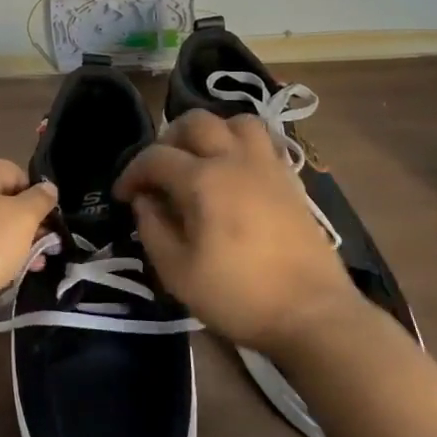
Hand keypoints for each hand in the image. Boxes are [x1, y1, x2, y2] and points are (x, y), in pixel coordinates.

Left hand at [0, 161, 57, 337]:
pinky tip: (9, 279)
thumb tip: (48, 187)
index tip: (50, 213)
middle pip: (0, 202)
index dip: (33, 188)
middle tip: (48, 243)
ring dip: (15, 246)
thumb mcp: (23, 217)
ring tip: (36, 265)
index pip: (10, 170)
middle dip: (27, 222)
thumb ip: (40, 200)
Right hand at [115, 110, 357, 352]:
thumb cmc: (239, 296)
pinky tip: (235, 174)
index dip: (132, 172)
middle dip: (168, 139)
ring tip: (201, 160)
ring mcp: (268, 167)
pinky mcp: (292, 180)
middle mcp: (235, 160)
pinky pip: (264, 142)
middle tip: (160, 170)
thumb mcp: (178, 273)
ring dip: (212, 132)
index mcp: (203, 180)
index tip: (122, 196)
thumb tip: (144, 200)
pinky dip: (242, 145)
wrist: (313, 315)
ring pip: (237, 122)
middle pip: (196, 121)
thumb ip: (153, 229)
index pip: (155, 157)